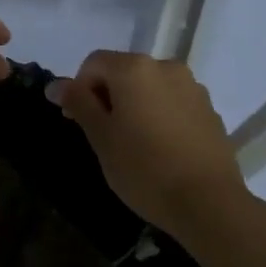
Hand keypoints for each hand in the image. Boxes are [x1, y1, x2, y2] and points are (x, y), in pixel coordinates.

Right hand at [48, 51, 249, 246]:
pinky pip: (174, 103)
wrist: (209, 203)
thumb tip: (55, 85)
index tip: (79, 122)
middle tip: (103, 136)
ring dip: (135, 105)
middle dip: (108, 96)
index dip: (79, 88)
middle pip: (124, 72)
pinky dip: (160, 116)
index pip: (94, 63)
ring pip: (150, 88)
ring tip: (134, 144)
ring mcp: (192, 87)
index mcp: (134, 68)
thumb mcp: (101, 137)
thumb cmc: (144, 168)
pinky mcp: (210, 110)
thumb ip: (78, 103)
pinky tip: (161, 149)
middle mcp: (166, 66)